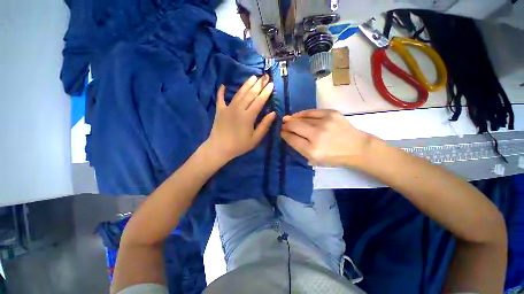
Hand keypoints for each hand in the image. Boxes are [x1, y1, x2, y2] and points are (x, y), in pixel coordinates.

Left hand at [205, 75, 275, 162]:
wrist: (219, 148)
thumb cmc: (239, 145)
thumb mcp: (255, 139)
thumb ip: (264, 125)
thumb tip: (273, 113)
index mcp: (248, 116)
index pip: (259, 101)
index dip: (265, 92)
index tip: (271, 84)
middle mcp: (238, 109)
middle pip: (250, 94)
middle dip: (258, 85)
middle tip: (264, 76)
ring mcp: (228, 108)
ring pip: (239, 94)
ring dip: (246, 84)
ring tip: (253, 77)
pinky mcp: (219, 110)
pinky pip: (220, 98)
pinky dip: (221, 91)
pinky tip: (223, 85)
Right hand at [281, 109, 374, 166]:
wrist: (356, 147)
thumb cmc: (333, 157)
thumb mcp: (314, 159)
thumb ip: (299, 147)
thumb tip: (287, 134)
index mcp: (312, 150)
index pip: (292, 139)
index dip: (284, 134)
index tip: (281, 132)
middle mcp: (317, 135)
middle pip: (294, 126)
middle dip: (286, 125)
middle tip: (283, 125)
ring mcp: (325, 122)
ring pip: (302, 118)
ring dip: (293, 119)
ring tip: (288, 119)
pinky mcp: (331, 113)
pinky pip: (311, 111)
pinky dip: (302, 113)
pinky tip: (298, 115)